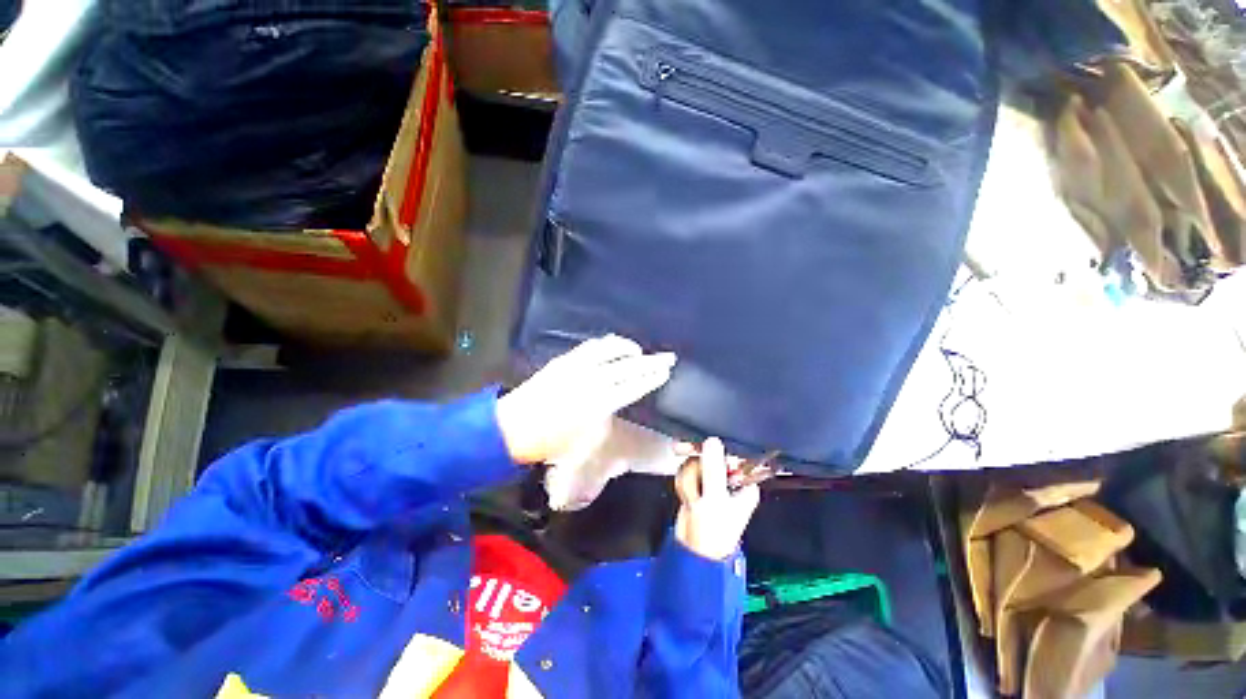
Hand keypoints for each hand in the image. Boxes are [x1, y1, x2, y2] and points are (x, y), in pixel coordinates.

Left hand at [497, 335, 675, 463]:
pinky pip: (591, 346)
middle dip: (650, 360)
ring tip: (638, 351)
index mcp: (599, 403)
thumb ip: (608, 416)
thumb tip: (621, 400)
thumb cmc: (552, 442)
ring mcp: (576, 366)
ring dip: (627, 348)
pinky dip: (606, 345)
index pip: (634, 385)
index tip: (666, 369)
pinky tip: (612, 347)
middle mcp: (591, 380)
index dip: (652, 376)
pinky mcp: (564, 360)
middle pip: (628, 366)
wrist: (513, 428)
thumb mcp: (587, 439)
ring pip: (609, 350)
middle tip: (667, 356)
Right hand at [674, 437, 760, 560]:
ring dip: (689, 479)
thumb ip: (713, 469)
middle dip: (697, 467)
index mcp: (744, 482)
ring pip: (695, 462)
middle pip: (710, 454)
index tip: (701, 444)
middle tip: (685, 463)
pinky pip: (687, 472)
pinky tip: (686, 497)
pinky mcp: (698, 485)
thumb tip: (713, 440)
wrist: (692, 553)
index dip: (716, 448)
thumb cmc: (713, 531)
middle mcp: (730, 479)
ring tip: (692, 499)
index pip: (733, 455)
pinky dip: (684, 483)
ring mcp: (712, 482)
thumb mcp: (715, 499)